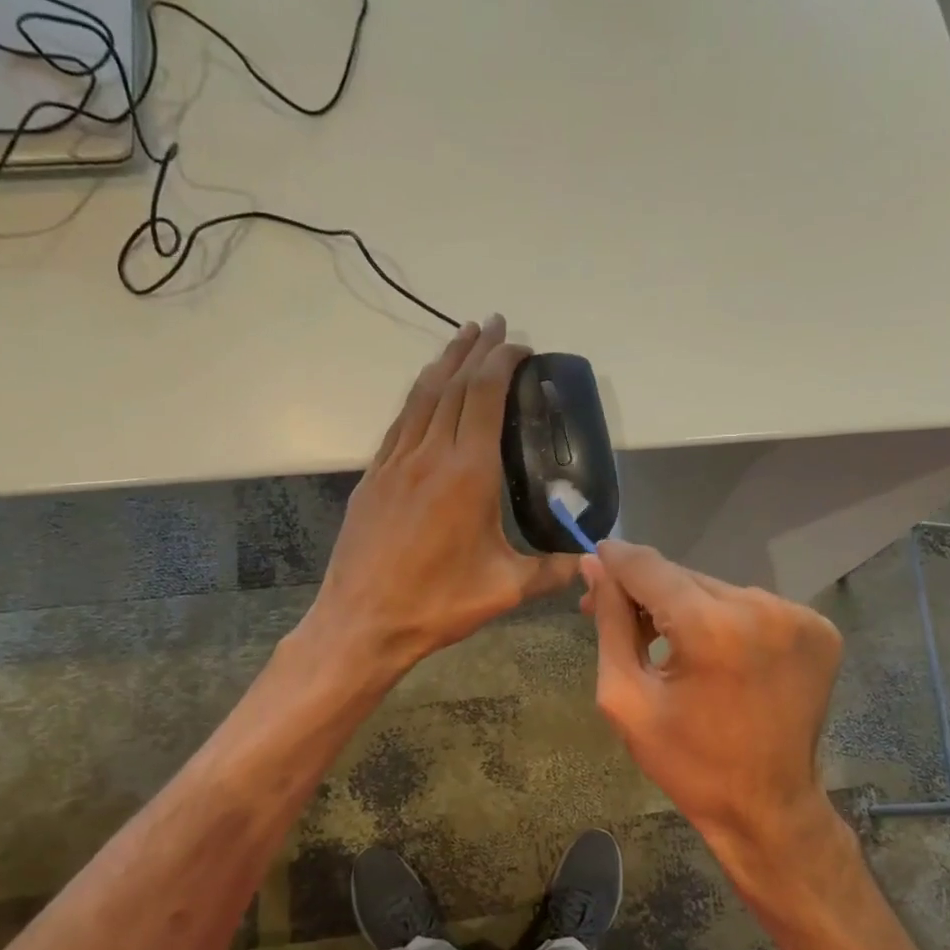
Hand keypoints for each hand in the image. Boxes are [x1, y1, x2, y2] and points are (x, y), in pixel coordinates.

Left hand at [307, 315, 578, 674]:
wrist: (362, 623)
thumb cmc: (437, 604)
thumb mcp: (505, 590)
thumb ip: (551, 570)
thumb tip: (587, 559)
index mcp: (467, 473)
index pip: (484, 395)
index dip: (502, 361)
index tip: (521, 344)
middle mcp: (429, 455)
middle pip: (452, 384)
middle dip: (476, 349)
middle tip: (496, 326)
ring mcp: (395, 464)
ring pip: (421, 397)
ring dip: (444, 363)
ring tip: (462, 340)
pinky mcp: (373, 478)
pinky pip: (400, 423)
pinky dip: (418, 398)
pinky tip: (424, 395)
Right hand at [584, 540, 843, 871]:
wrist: (769, 808)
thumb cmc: (688, 763)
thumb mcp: (627, 699)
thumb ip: (611, 624)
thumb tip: (596, 566)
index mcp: (711, 629)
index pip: (650, 568)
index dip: (617, 561)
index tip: (594, 562)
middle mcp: (761, 609)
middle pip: (685, 578)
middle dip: (649, 593)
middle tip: (618, 615)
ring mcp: (798, 617)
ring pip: (719, 590)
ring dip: (689, 607)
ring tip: (671, 643)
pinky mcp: (820, 630)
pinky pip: (754, 608)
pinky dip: (729, 622)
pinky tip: (717, 654)